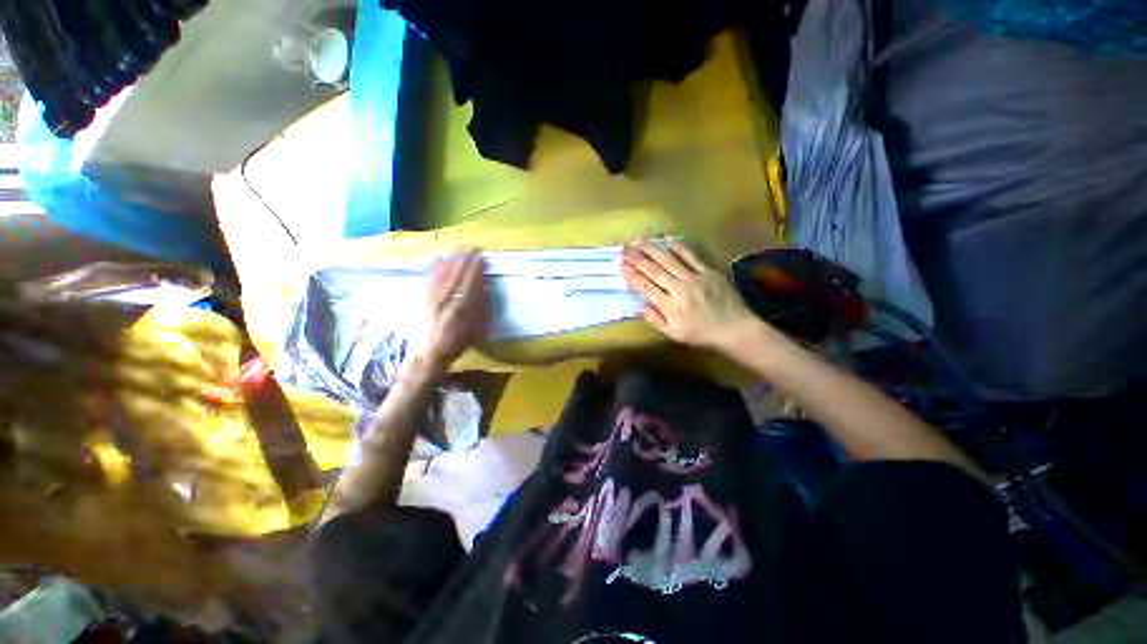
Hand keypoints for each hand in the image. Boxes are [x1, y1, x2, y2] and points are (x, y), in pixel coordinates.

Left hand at [414, 249, 489, 370]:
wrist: (429, 353)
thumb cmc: (457, 342)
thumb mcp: (476, 328)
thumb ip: (480, 307)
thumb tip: (483, 287)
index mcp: (462, 306)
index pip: (471, 281)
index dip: (476, 267)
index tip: (482, 255)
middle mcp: (446, 298)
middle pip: (456, 274)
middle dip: (464, 258)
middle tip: (472, 246)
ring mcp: (433, 297)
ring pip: (443, 273)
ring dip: (452, 259)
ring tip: (458, 249)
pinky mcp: (423, 298)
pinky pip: (431, 278)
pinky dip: (436, 267)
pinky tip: (439, 259)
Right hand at [621, 239, 758, 350]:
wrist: (735, 329)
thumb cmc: (702, 335)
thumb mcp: (675, 335)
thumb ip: (656, 320)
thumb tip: (637, 308)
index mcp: (670, 307)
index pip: (646, 288)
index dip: (632, 276)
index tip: (621, 266)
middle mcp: (680, 289)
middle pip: (655, 271)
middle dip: (637, 258)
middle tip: (624, 248)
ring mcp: (695, 278)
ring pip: (669, 261)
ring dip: (653, 249)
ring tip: (639, 240)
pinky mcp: (708, 271)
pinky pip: (691, 257)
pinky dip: (679, 247)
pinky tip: (668, 239)